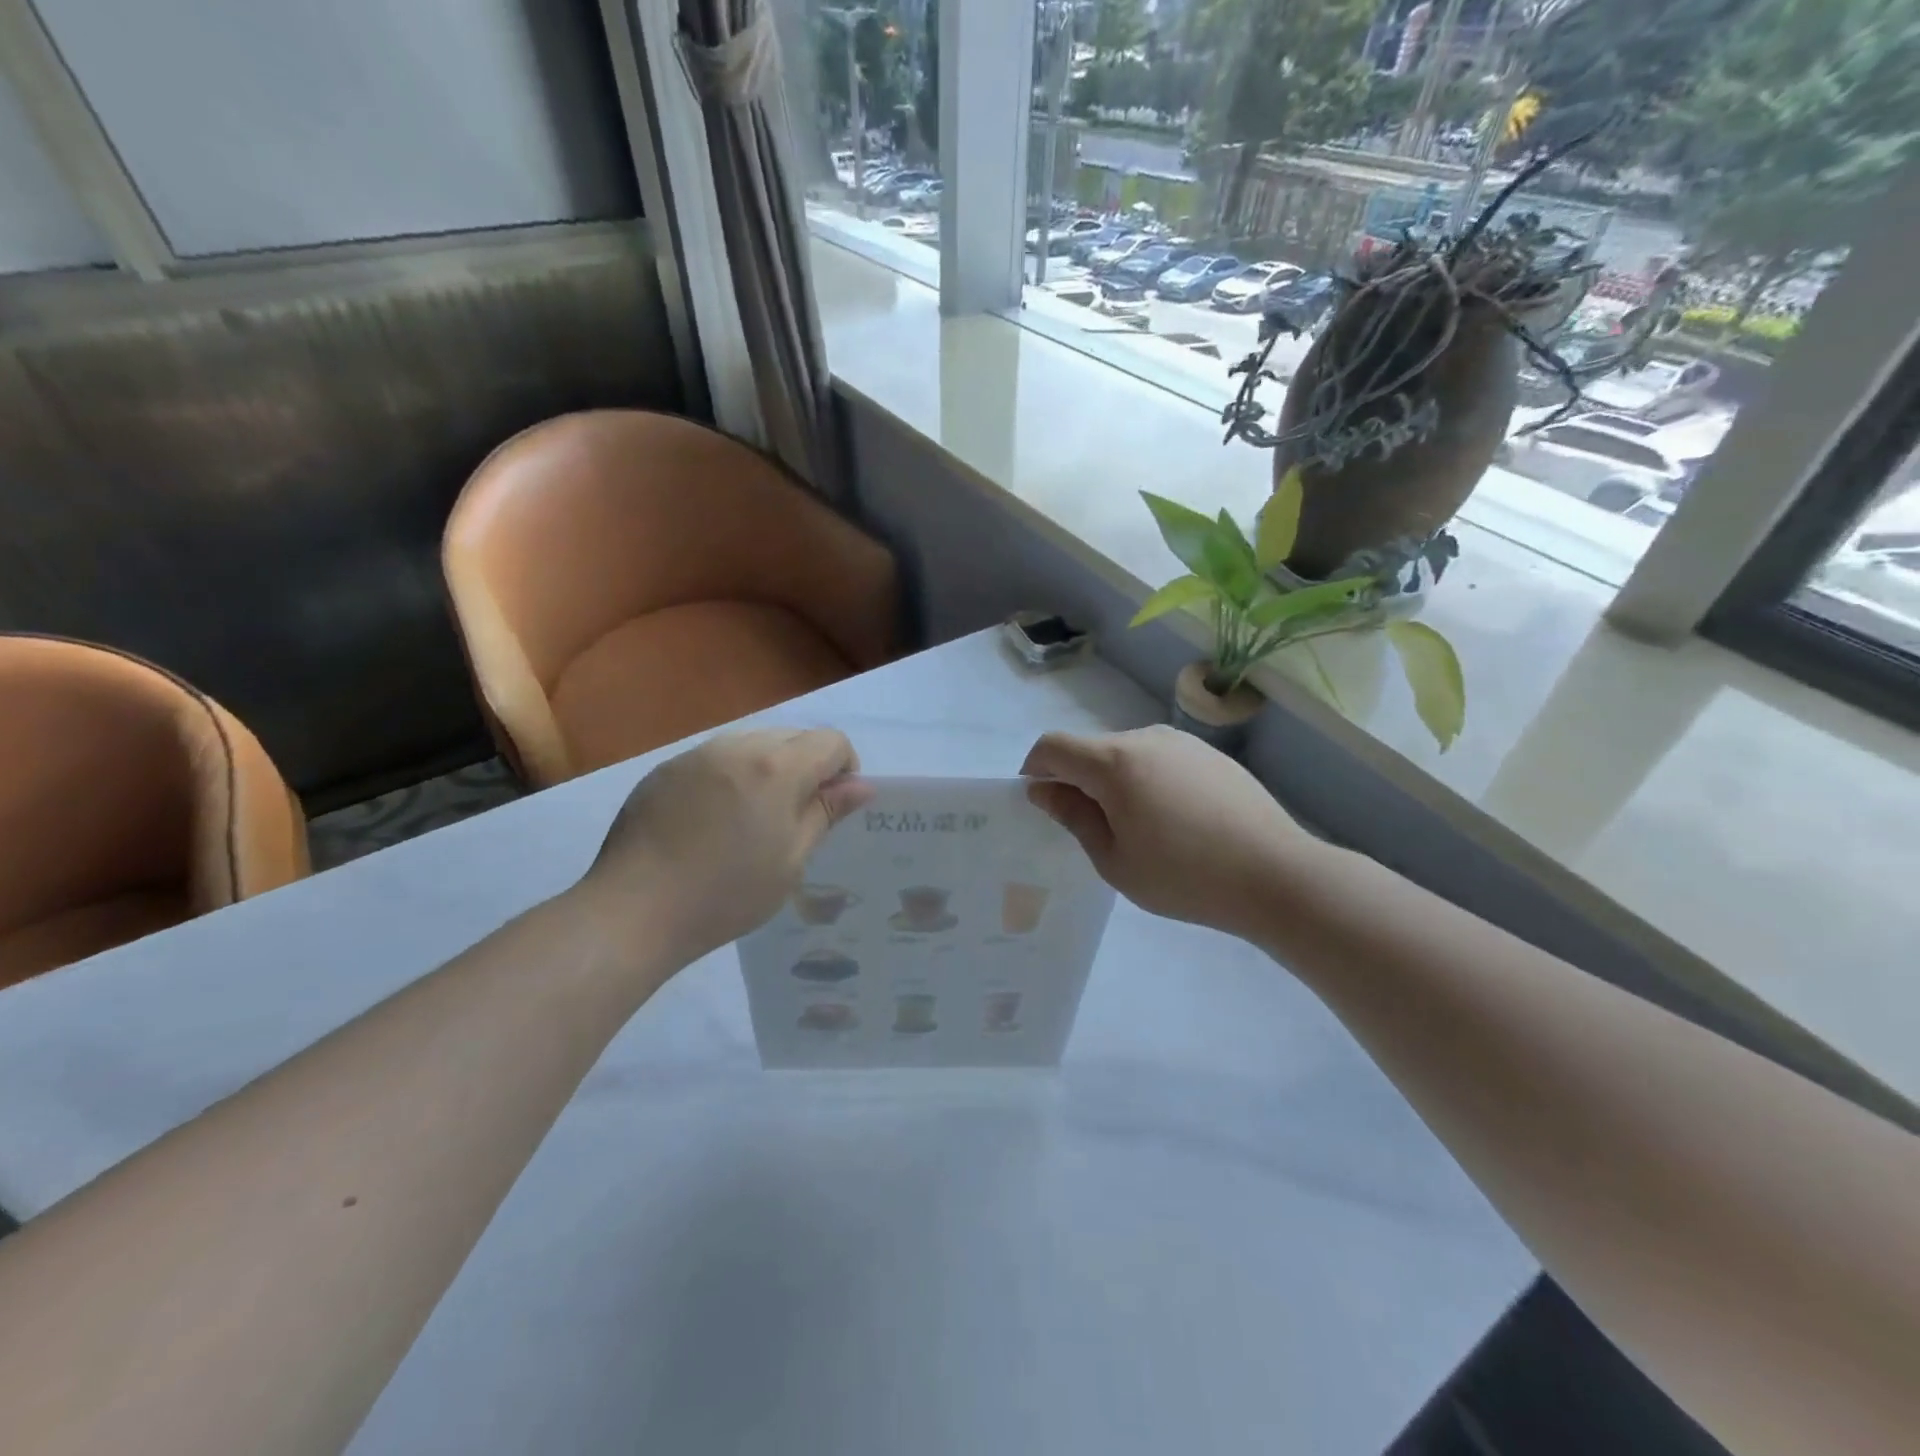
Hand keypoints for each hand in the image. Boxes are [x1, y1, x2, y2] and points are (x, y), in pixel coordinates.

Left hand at [574, 729, 870, 963]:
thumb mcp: (791, 860)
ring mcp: (697, 755)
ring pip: (753, 743)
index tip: (831, 808)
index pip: (832, 741)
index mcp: (777, 767)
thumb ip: (827, 813)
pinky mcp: (665, 769)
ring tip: (749, 821)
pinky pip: (715, 759)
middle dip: (806, 767)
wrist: (634, 909)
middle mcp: (738, 746)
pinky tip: (710, 823)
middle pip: (793, 737)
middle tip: (792, 819)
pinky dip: (729, 777)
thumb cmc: (727, 893)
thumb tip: (861, 785)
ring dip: (768, 769)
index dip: (844, 770)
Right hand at [1021, 726, 1316, 942]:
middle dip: (1077, 780)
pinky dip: (1148, 781)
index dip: (1035, 769)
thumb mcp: (1115, 860)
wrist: (1277, 875)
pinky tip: (1176, 821)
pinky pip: (1160, 759)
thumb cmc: (1185, 877)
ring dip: (1115, 781)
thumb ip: (1074, 817)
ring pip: (1127, 754)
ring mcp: (1183, 742)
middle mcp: (1146, 738)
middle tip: (1095, 831)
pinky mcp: (1210, 754)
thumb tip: (1043, 789)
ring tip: (1141, 829)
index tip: (1041, 803)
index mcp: (1115, 762)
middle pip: (1091, 750)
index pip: (1053, 746)